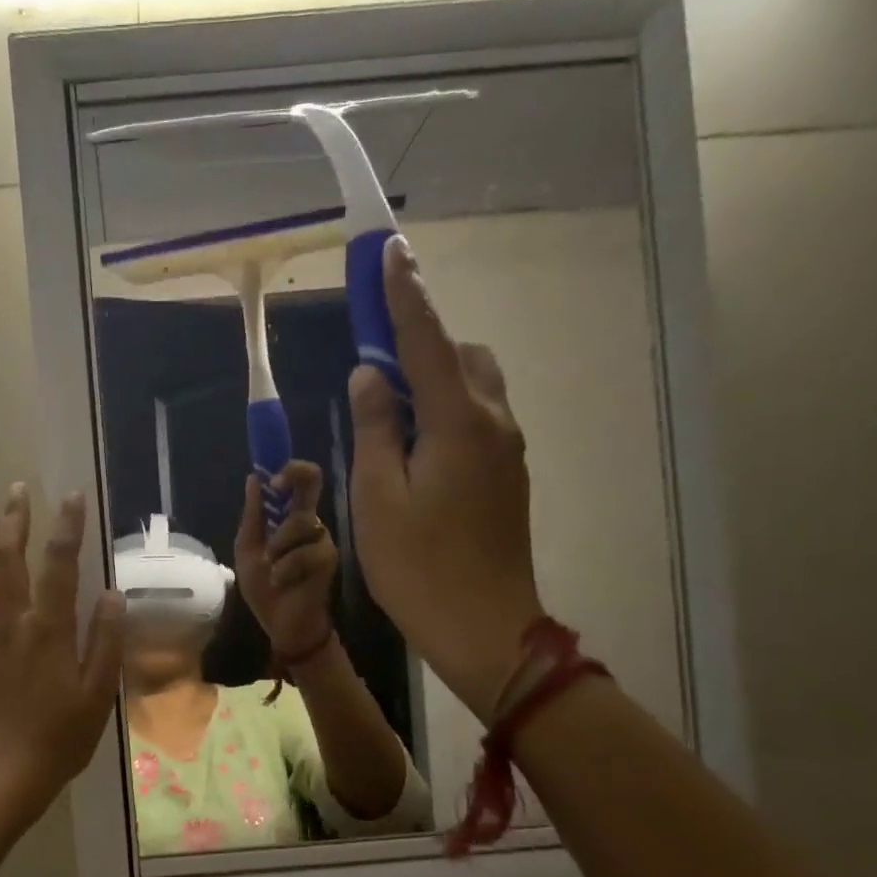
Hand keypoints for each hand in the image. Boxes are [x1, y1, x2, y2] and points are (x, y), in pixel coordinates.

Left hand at [0, 485, 124, 827]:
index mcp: (48, 631)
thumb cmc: (58, 739)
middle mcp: (11, 626)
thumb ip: (105, 642)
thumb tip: (110, 594)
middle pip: (9, 563)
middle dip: (14, 523)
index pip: (59, 567)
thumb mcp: (97, 695)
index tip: (70, 496)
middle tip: (16, 490)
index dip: (65, 529)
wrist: (1, 779)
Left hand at [235, 460, 336, 659]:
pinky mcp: (329, 559)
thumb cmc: (264, 588)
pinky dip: (286, 569)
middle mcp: (309, 522)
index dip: (288, 467)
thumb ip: (253, 517)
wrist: (281, 625)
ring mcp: (321, 539)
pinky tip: (281, 582)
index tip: (270, 474)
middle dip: (294, 476)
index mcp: (288, 517)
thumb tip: (253, 478)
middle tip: (277, 486)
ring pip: (301, 522)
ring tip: (271, 567)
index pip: (298, 481)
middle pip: (312, 481)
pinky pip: (306, 552)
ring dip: (278, 545)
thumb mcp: (248, 551)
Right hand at [348, 236, 543, 717]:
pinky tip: (412, 448)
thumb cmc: (418, 566)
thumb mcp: (378, 497)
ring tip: (387, 417)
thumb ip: (375, 429)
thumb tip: (370, 378)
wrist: (483, 625)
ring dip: (432, 381)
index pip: (427, 341)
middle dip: (419, 345)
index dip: (405, 296)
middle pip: (460, 356)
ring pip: (472, 387)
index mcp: (458, 422)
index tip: (389, 251)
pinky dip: (444, 410)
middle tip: (372, 375)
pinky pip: (476, 418)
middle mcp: (493, 422)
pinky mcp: (506, 473)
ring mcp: (506, 449)